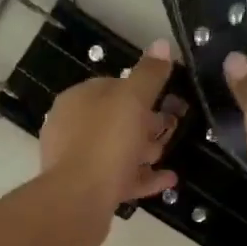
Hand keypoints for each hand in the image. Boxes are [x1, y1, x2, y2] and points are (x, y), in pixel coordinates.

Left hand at [39, 39, 181, 244]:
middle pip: (116, 119)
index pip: (112, 85)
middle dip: (146, 122)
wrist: (77, 202)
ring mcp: (78, 160)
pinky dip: (143, 177)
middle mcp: (72, 127)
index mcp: (78, 100)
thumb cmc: (105, 142)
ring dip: (145, 150)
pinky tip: (168, 180)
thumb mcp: (132, 100)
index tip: (167, 98)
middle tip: (173, 127)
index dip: (141, 90)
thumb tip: (161, 43)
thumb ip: (149, 74)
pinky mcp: (87, 189)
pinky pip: (120, 178)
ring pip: (118, 149)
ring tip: (169, 153)